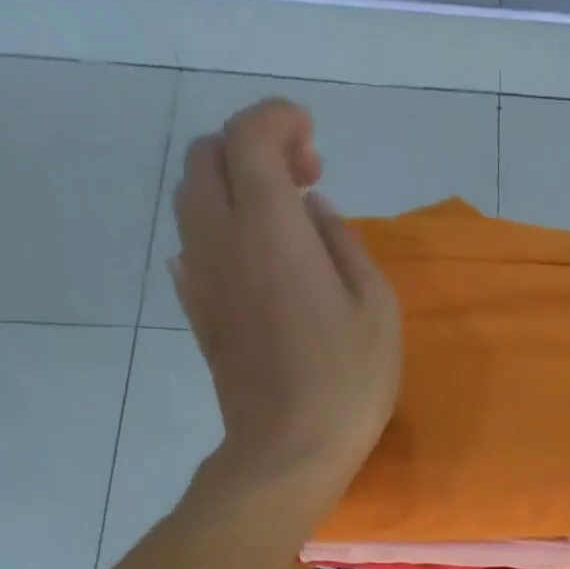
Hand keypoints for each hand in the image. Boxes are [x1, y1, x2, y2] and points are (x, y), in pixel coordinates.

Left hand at [171, 99, 400, 493]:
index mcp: (271, 227)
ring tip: (280, 219)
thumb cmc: (347, 382)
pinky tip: (250, 258)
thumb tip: (317, 214)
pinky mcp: (197, 311)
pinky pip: (192, 246)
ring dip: (231, 187)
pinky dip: (218, 231)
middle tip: (303, 178)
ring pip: (193, 198)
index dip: (278, 120)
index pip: (251, 136)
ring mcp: (201, 275)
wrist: (288, 449)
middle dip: (252, 148)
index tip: (311, 135)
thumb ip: (346, 246)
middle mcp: (222, 236)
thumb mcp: (377, 310)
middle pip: (208, 156)